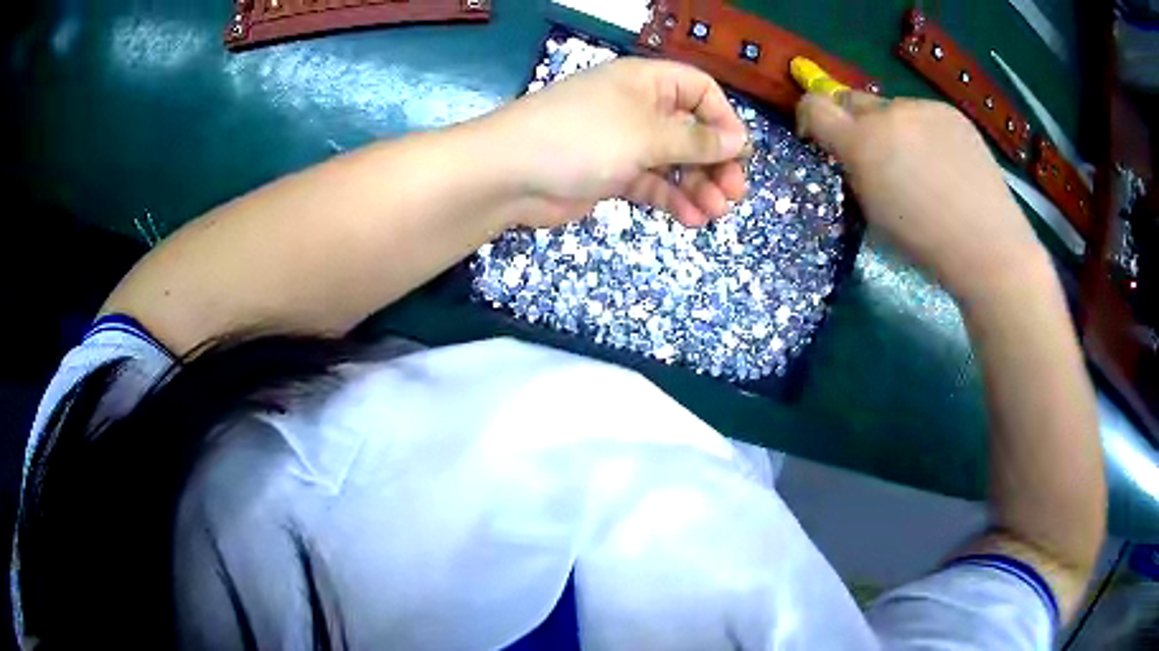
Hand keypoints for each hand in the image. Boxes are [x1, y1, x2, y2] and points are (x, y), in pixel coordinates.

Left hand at [482, 58, 748, 228]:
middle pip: (691, 130)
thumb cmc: (582, 138)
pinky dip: (671, 199)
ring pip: (674, 161)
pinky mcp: (611, 173)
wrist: (510, 174)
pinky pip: (652, 183)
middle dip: (715, 162)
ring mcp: (624, 142)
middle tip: (734, 194)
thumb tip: (738, 141)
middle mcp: (639, 108)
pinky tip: (690, 220)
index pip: (700, 91)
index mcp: (647, 82)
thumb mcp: (647, 134)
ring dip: (697, 186)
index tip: (739, 153)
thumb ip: (695, 140)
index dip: (723, 120)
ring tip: (714, 213)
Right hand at [796, 92, 1048, 302]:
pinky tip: (946, 163)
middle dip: (856, 124)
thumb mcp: (873, 214)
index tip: (821, 140)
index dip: (811, 119)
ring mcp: (923, 107)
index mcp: (862, 143)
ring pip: (892, 108)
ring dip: (895, 129)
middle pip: (852, 100)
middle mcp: (888, 114)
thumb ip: (855, 172)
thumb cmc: (926, 244)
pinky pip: (924, 113)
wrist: (988, 246)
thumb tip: (851, 155)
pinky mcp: (951, 112)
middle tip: (878, 158)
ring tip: (922, 167)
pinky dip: (925, 132)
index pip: (815, 107)